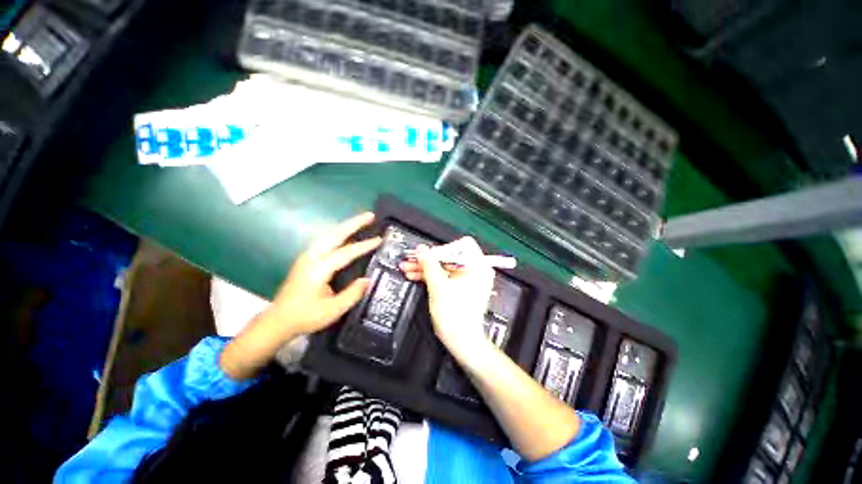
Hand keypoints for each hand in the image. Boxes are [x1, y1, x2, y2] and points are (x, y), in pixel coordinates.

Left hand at [269, 211, 381, 336]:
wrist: (278, 320)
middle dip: (353, 223)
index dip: (364, 245)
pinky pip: (325, 239)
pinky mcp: (306, 259)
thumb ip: (352, 294)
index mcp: (319, 269)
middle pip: (335, 234)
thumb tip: (368, 279)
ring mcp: (307, 256)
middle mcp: (312, 257)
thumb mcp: (333, 310)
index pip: (346, 252)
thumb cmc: (306, 317)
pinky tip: (346, 233)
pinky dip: (339, 233)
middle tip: (371, 215)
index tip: (379, 240)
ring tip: (362, 221)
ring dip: (346, 226)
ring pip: (329, 234)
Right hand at [399, 237, 495, 358]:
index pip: (461, 245)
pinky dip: (431, 275)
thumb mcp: (438, 285)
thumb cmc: (456, 316)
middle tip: (412, 259)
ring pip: (444, 266)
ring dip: (426, 267)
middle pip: (449, 256)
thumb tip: (422, 250)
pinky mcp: (461, 286)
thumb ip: (429, 264)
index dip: (442, 249)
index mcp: (478, 267)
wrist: (461, 340)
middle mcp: (476, 270)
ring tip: (409, 267)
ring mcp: (468, 279)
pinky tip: (416, 275)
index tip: (426, 255)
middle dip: (428, 259)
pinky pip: (445, 275)